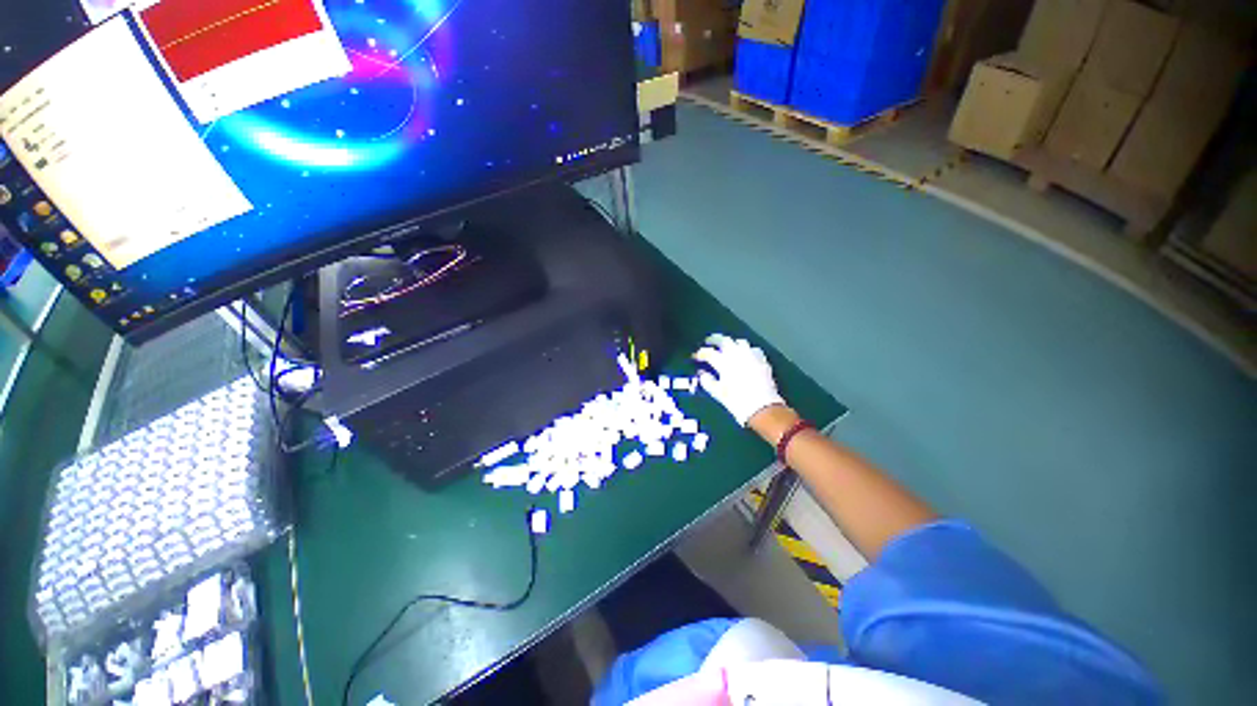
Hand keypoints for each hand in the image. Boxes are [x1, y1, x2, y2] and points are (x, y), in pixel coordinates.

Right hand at [692, 334, 784, 426]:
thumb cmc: (736, 401)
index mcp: (723, 362)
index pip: (708, 353)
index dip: (700, 353)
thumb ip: (707, 381)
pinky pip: (753, 349)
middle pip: (723, 340)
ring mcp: (751, 356)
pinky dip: (746, 350)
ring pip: (739, 342)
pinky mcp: (762, 361)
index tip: (695, 356)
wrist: (763, 408)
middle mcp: (737, 355)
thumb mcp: (717, 393)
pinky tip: (745, 355)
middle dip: (714, 340)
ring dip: (731, 343)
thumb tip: (701, 373)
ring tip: (726, 347)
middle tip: (708, 342)